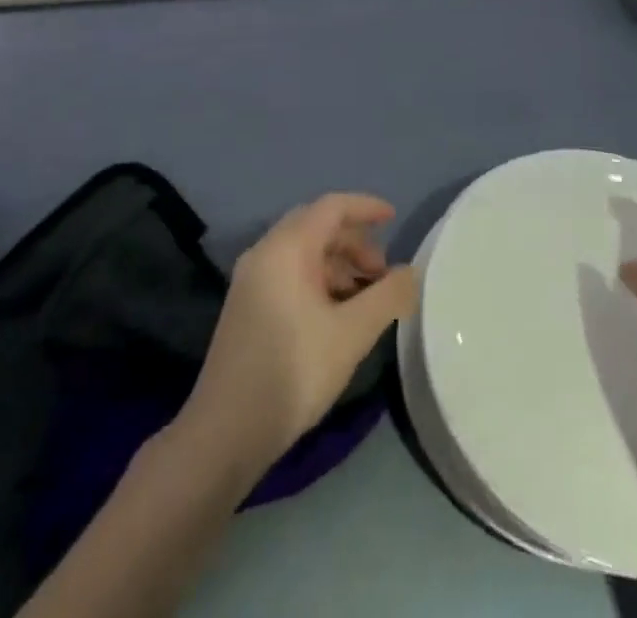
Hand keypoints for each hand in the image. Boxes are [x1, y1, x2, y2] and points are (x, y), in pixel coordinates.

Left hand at [178, 193, 416, 478]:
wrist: (225, 431)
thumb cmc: (293, 371)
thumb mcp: (351, 334)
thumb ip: (387, 297)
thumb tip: (411, 272)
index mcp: (287, 247)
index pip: (332, 206)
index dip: (365, 207)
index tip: (393, 218)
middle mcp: (265, 252)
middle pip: (316, 226)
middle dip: (354, 242)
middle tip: (382, 273)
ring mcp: (251, 279)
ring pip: (302, 252)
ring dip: (337, 264)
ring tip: (364, 299)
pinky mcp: (246, 305)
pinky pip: (288, 273)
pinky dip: (318, 280)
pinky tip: (335, 315)